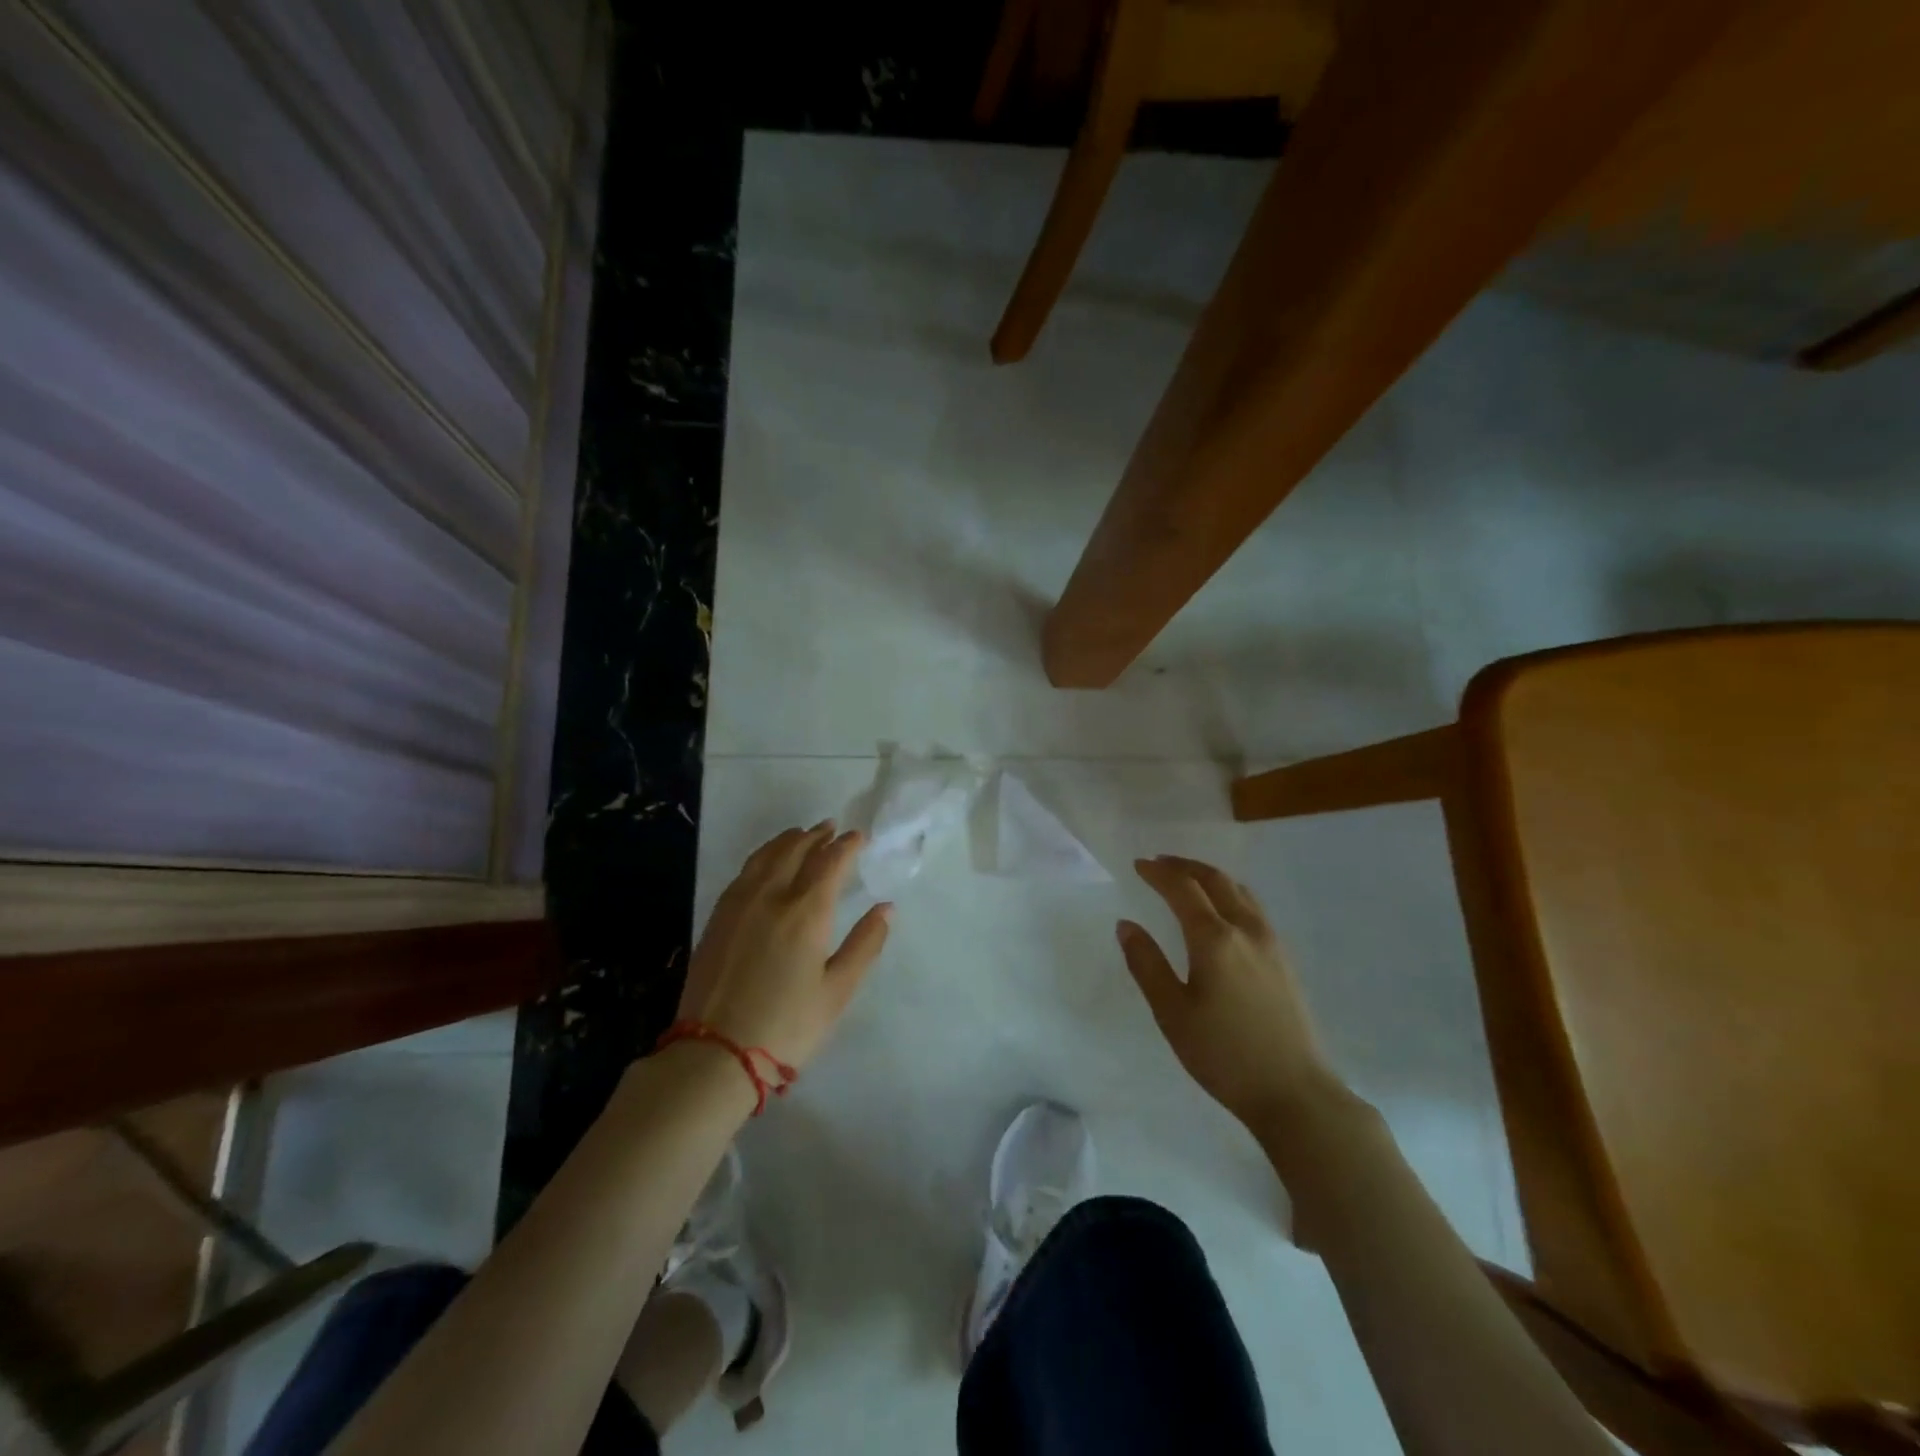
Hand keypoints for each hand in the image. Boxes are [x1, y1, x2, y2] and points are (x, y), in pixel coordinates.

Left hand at [677, 822, 890, 1069]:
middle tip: (830, 828)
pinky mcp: (717, 918)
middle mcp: (771, 896)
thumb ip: (865, 945)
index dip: (846, 845)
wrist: (715, 1054)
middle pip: (795, 850)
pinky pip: (744, 872)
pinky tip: (765, 864)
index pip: (830, 862)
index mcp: (806, 911)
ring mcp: (739, 904)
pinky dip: (762, 856)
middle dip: (816, 835)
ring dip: (787, 840)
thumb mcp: (837, 991)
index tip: (858, 836)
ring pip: (765, 856)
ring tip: (800, 835)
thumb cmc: (787, 1026)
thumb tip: (886, 908)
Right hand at [1118, 856, 1340, 1129]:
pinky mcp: (1284, 960)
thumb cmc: (1224, 1054)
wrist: (1296, 1093)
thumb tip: (1127, 925)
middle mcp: (1246, 930)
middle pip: (1215, 880)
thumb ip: (1147, 964)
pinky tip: (1222, 912)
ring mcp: (1271, 943)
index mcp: (1214, 939)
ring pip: (1240, 891)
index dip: (1158, 873)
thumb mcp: (1172, 1013)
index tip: (1138, 864)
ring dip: (1210, 877)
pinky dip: (1230, 894)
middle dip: (1185, 866)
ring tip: (1188, 880)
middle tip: (1160, 863)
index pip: (1182, 889)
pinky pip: (1253, 908)